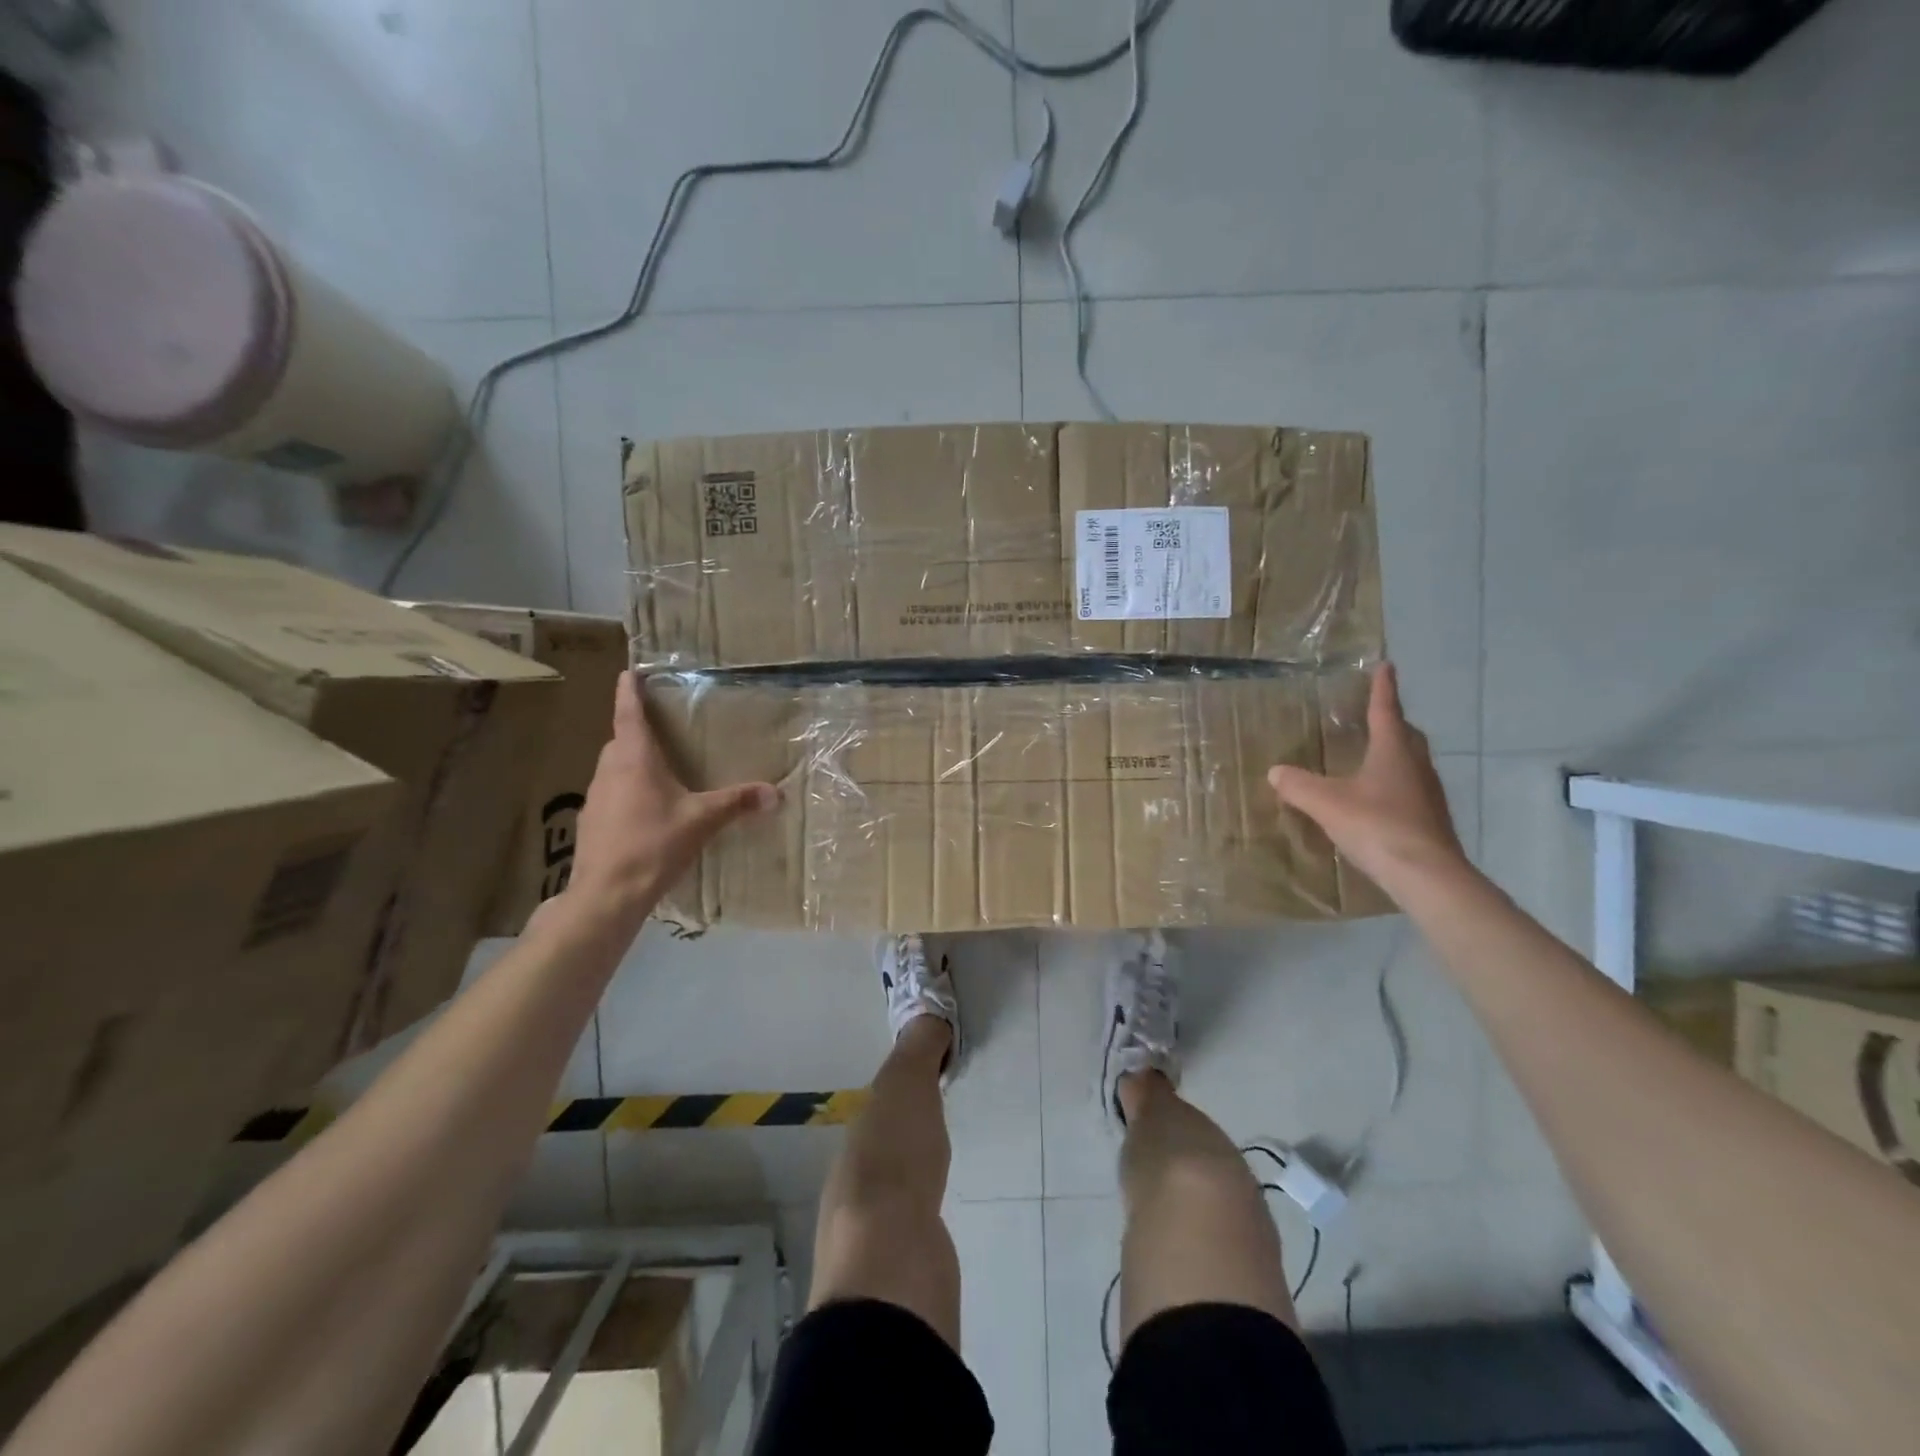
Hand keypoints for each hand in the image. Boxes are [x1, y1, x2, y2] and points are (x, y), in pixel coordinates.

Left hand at [563, 671, 779, 931]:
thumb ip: (737, 803)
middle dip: (637, 731)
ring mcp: (595, 798)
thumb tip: (776, 793)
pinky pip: (611, 794)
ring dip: (631, 763)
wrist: (606, 895)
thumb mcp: (702, 821)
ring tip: (660, 771)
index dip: (629, 690)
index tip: (628, 671)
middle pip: (620, 740)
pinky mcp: (591, 823)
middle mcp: (609, 770)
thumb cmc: (653, 844)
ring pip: (613, 768)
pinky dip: (627, 791)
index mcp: (634, 759)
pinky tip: (647, 812)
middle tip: (661, 728)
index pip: (628, 713)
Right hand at [1268, 663, 1466, 895]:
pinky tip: (1380, 798)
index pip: (1387, 711)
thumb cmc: (1376, 826)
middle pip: (1407, 736)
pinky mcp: (1431, 820)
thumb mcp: (1326, 803)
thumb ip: (1298, 786)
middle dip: (1393, 722)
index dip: (1384, 689)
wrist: (1426, 875)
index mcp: (1392, 752)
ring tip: (1374, 756)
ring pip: (1412, 763)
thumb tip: (1275, 772)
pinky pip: (1412, 789)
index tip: (1386, 666)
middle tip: (1378, 715)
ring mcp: (1428, 794)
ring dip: (1396, 754)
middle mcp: (1416, 766)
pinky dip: (1396, 783)